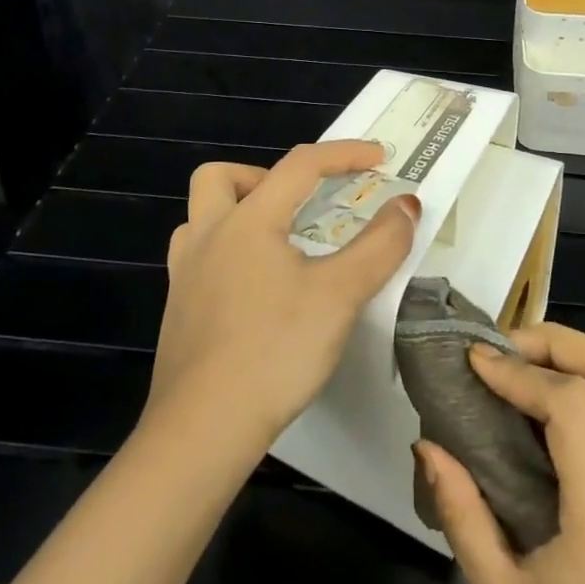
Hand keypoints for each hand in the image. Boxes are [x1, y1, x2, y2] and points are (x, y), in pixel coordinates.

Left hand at [148, 141, 419, 449]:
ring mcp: (184, 274)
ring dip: (238, 213)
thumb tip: (406, 204)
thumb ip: (379, 246)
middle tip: (301, 204)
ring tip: (278, 242)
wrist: (202, 429)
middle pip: (221, 177)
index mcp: (247, 221)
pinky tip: (255, 288)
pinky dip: (228, 252)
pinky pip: (198, 257)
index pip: (299, 165)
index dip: (343, 154)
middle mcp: (207, 236)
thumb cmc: (274, 351)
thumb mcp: (340, 295)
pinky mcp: (177, 311)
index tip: (379, 157)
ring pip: (202, 217)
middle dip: (265, 176)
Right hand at [418, 325, 584, 583]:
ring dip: (571, 360)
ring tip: (515, 366)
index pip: (572, 406)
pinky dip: (580, 390)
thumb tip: (427, 445)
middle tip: (503, 347)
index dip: (519, 372)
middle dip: (558, 341)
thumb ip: (462, 515)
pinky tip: (535, 410)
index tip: (473, 362)